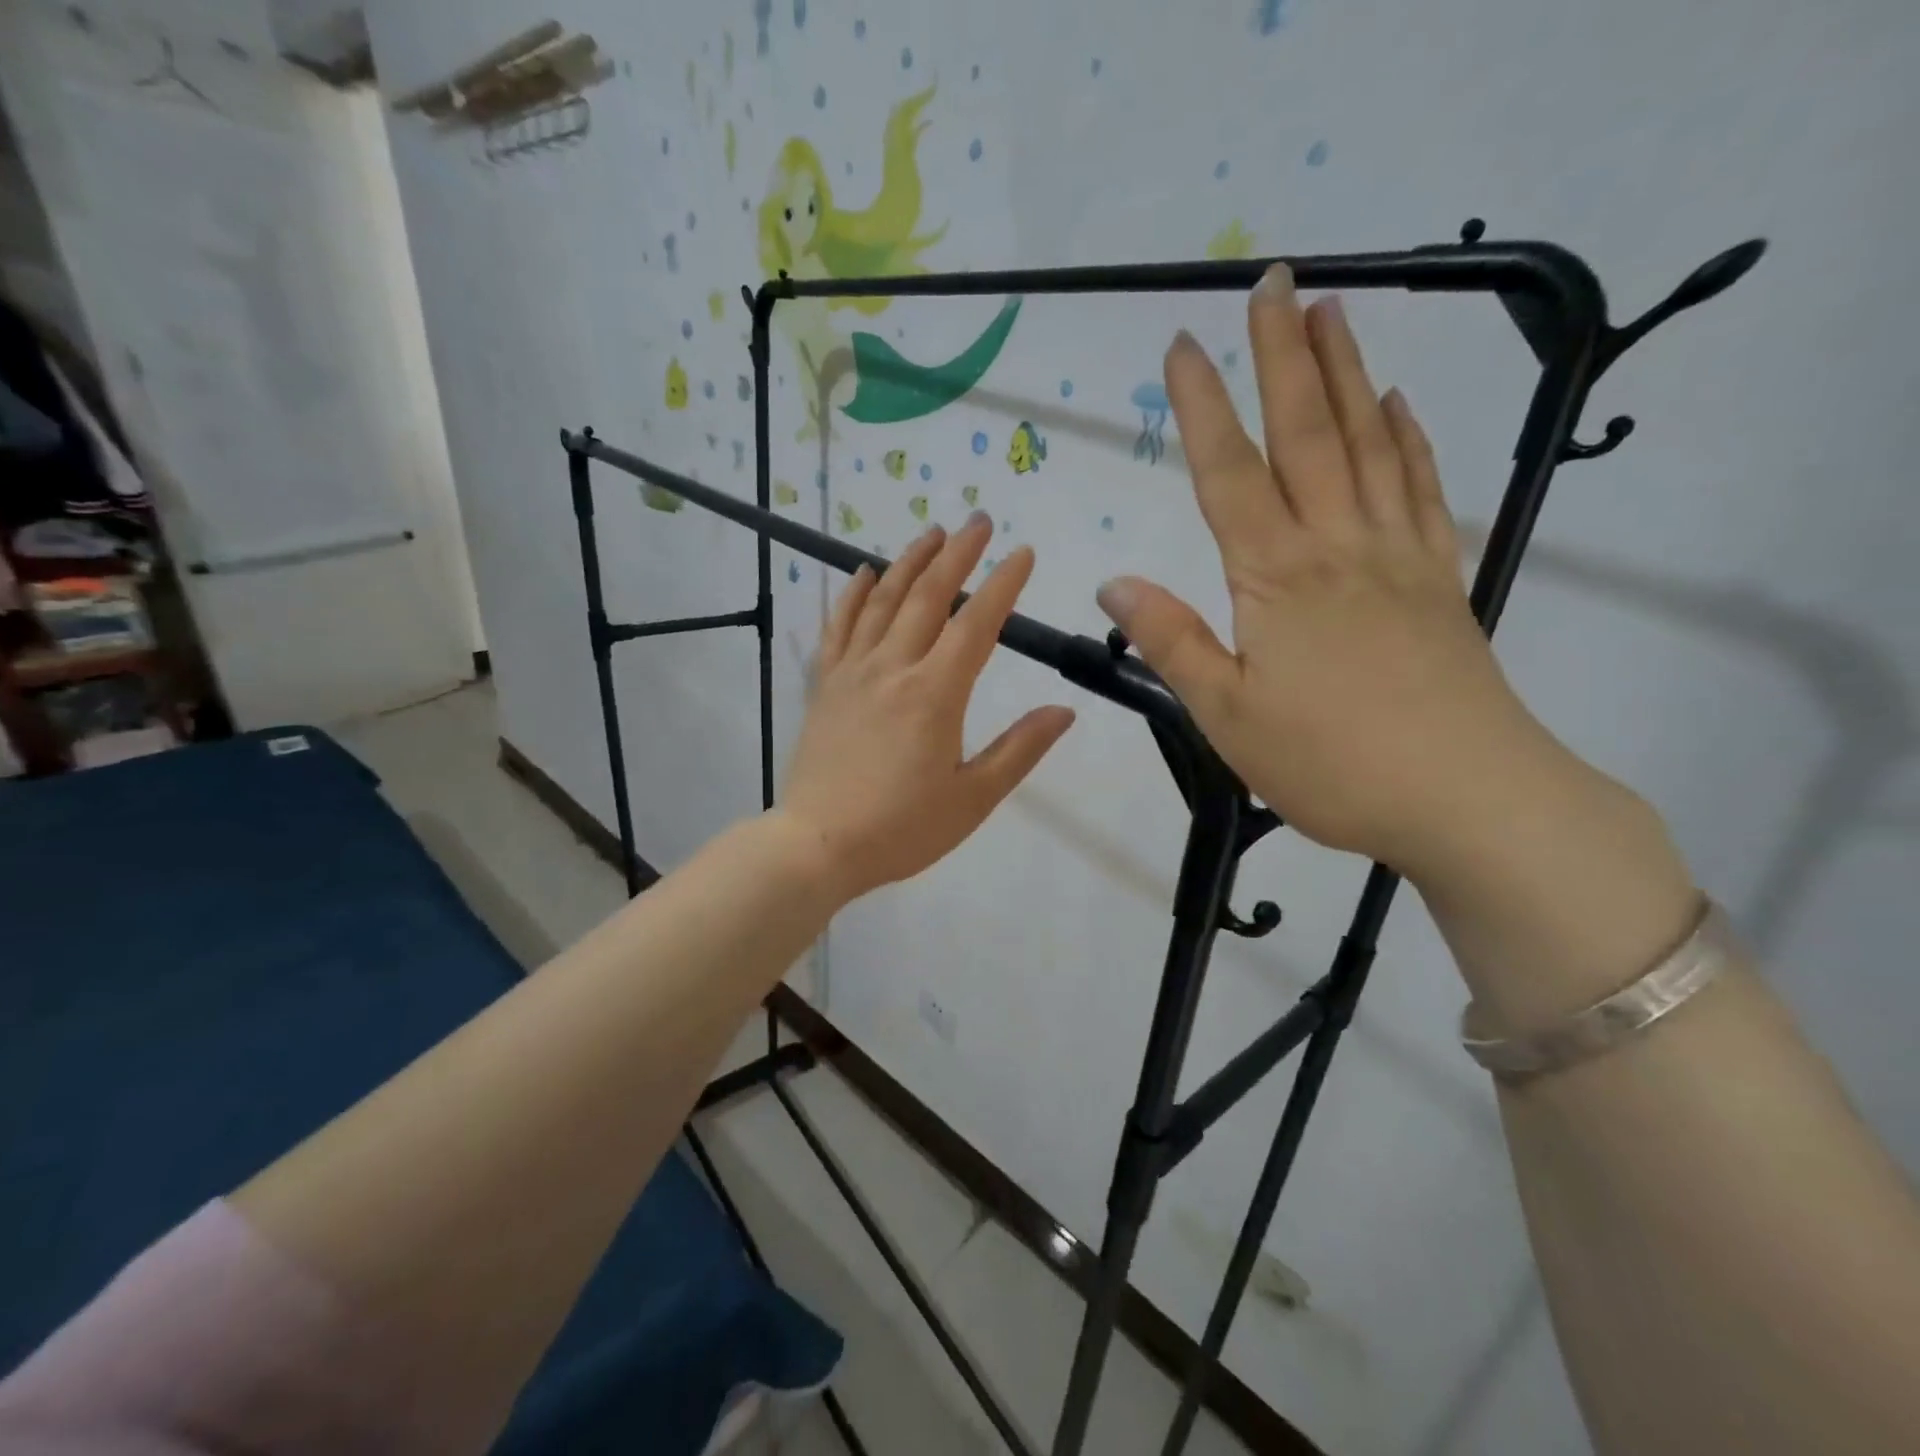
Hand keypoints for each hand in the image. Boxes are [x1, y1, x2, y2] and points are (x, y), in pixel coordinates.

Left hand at [778, 513, 1075, 903]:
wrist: (817, 845)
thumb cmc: (902, 828)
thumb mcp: (973, 798)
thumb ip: (1019, 749)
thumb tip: (1063, 710)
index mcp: (936, 693)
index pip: (977, 624)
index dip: (1003, 584)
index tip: (1023, 553)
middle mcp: (893, 668)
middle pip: (928, 596)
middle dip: (957, 554)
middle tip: (978, 521)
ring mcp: (853, 672)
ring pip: (882, 601)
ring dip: (908, 562)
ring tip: (931, 533)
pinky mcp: (824, 685)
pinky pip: (838, 627)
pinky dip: (851, 595)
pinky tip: (861, 573)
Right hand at [1095, 265, 1568, 877]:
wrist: (1469, 799)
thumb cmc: (1332, 764)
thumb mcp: (1228, 716)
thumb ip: (1171, 642)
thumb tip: (1114, 581)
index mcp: (1277, 580)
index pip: (1229, 475)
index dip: (1203, 407)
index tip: (1182, 345)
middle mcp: (1338, 546)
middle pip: (1308, 433)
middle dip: (1283, 354)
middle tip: (1274, 279)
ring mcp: (1398, 556)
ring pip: (1369, 444)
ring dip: (1347, 373)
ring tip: (1333, 310)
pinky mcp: (1439, 578)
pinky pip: (1421, 490)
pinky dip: (1408, 438)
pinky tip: (1398, 405)